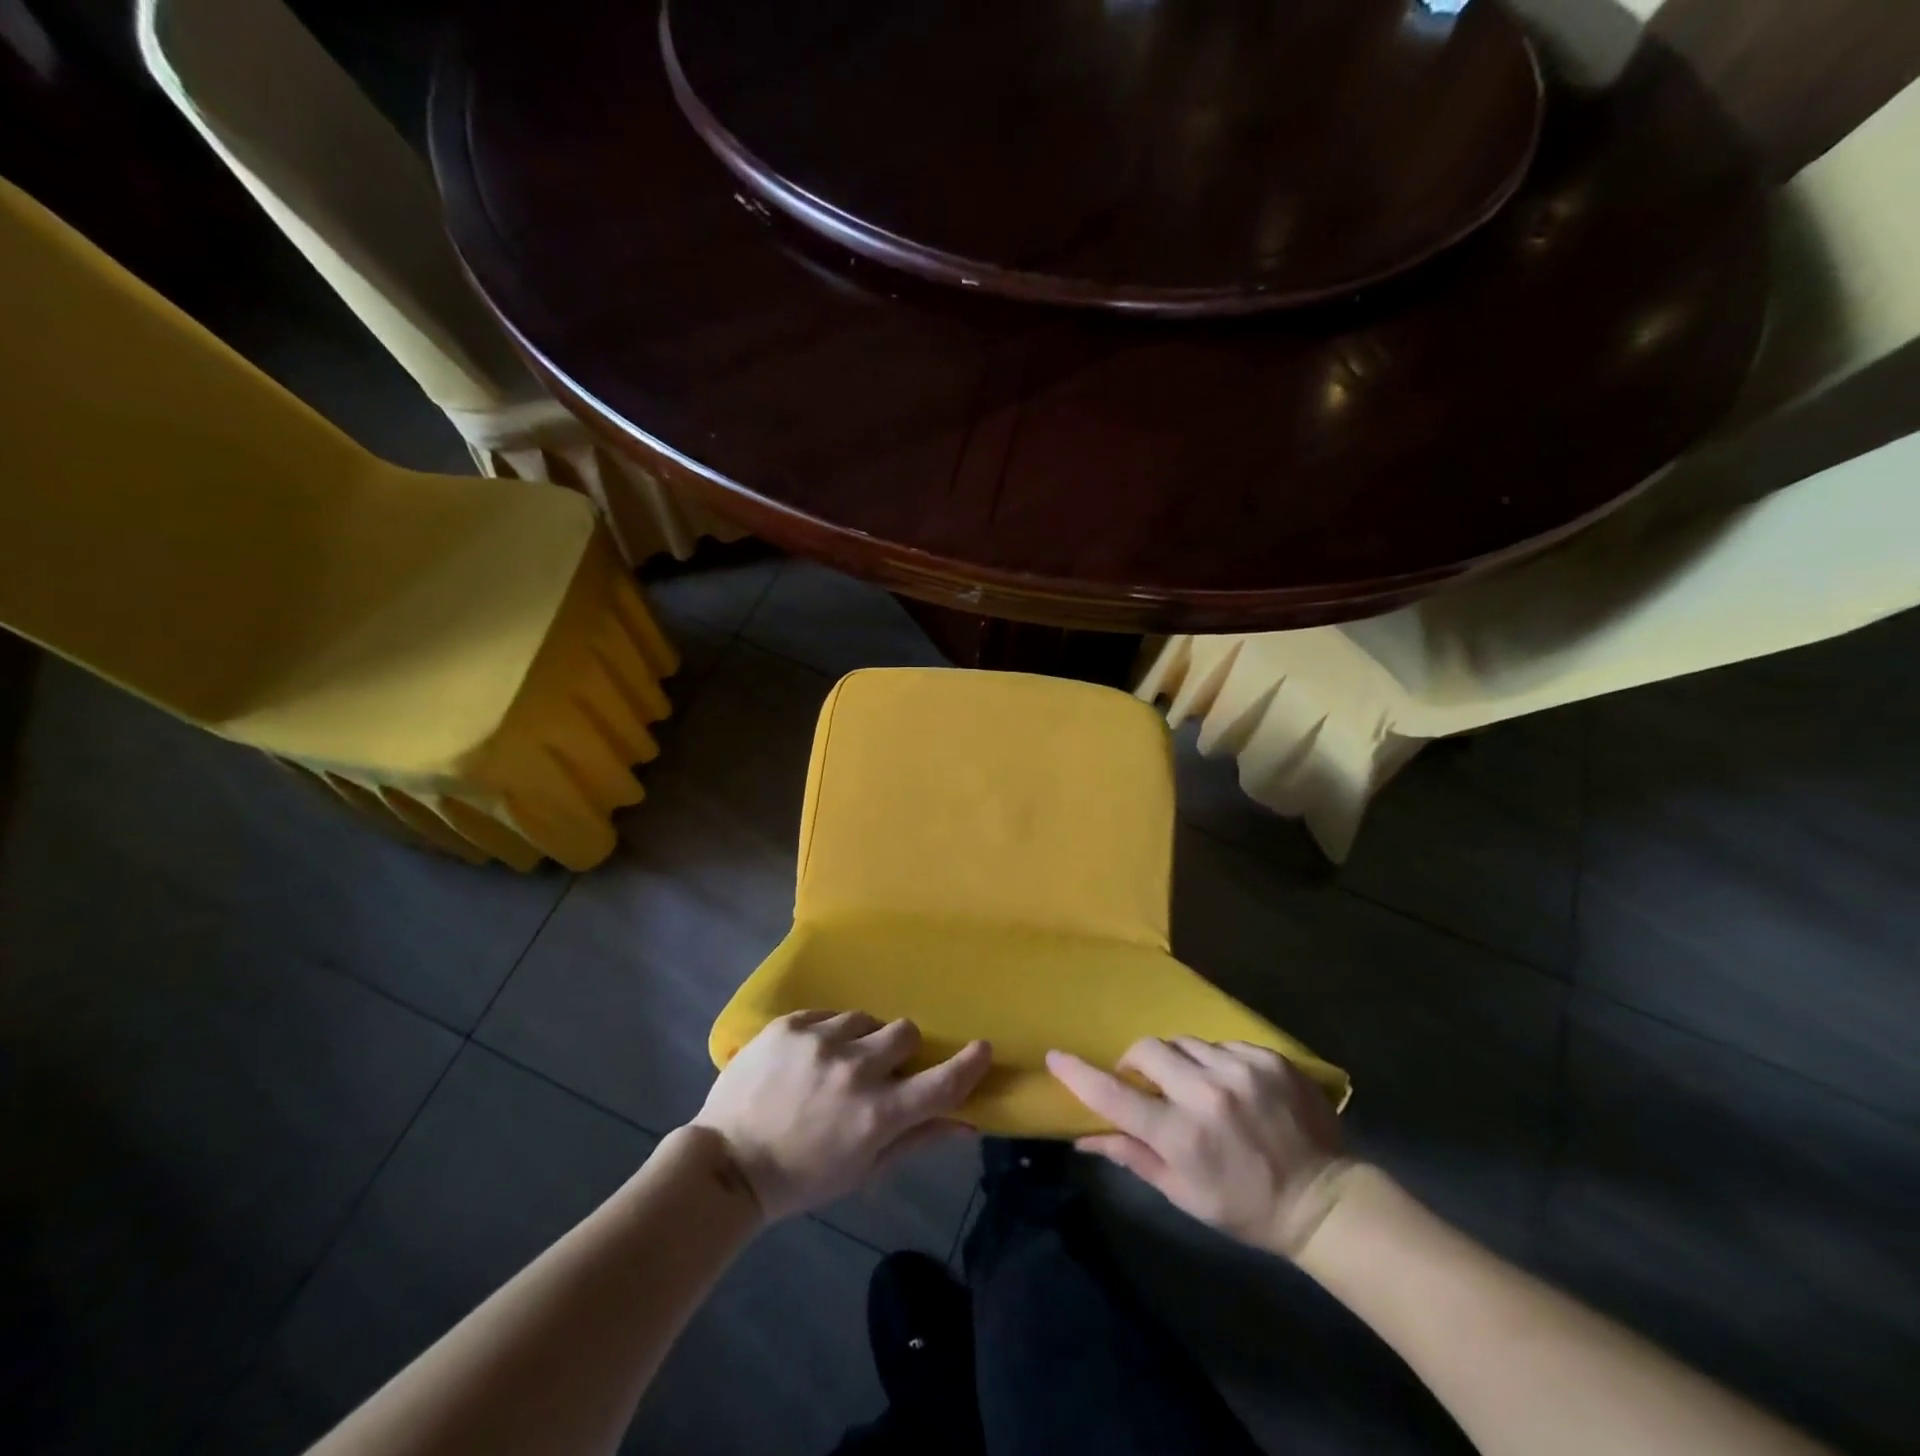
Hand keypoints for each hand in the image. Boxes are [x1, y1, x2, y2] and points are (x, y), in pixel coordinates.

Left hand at [694, 1011, 991, 1219]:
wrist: (727, 1163)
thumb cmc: (801, 1177)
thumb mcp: (863, 1169)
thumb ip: (917, 1140)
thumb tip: (967, 1123)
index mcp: (876, 1115)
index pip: (940, 1084)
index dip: (969, 1064)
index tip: (982, 1048)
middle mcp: (854, 1070)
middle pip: (905, 1032)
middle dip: (900, 1050)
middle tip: (879, 1069)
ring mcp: (819, 1041)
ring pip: (866, 1018)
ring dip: (862, 1039)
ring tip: (836, 1063)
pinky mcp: (790, 1024)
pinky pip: (829, 1013)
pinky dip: (829, 1032)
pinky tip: (810, 1056)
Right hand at [1048, 1037, 1351, 1255]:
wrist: (1324, 1199)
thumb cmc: (1245, 1206)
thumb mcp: (1183, 1193)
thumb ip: (1132, 1156)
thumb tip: (1083, 1137)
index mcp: (1183, 1135)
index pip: (1115, 1095)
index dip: (1080, 1075)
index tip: (1056, 1057)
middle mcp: (1208, 1093)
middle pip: (1147, 1049)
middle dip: (1137, 1062)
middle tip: (1147, 1085)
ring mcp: (1241, 1070)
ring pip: (1184, 1043)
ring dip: (1178, 1062)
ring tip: (1195, 1088)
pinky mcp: (1267, 1057)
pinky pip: (1221, 1044)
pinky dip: (1214, 1062)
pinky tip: (1230, 1087)